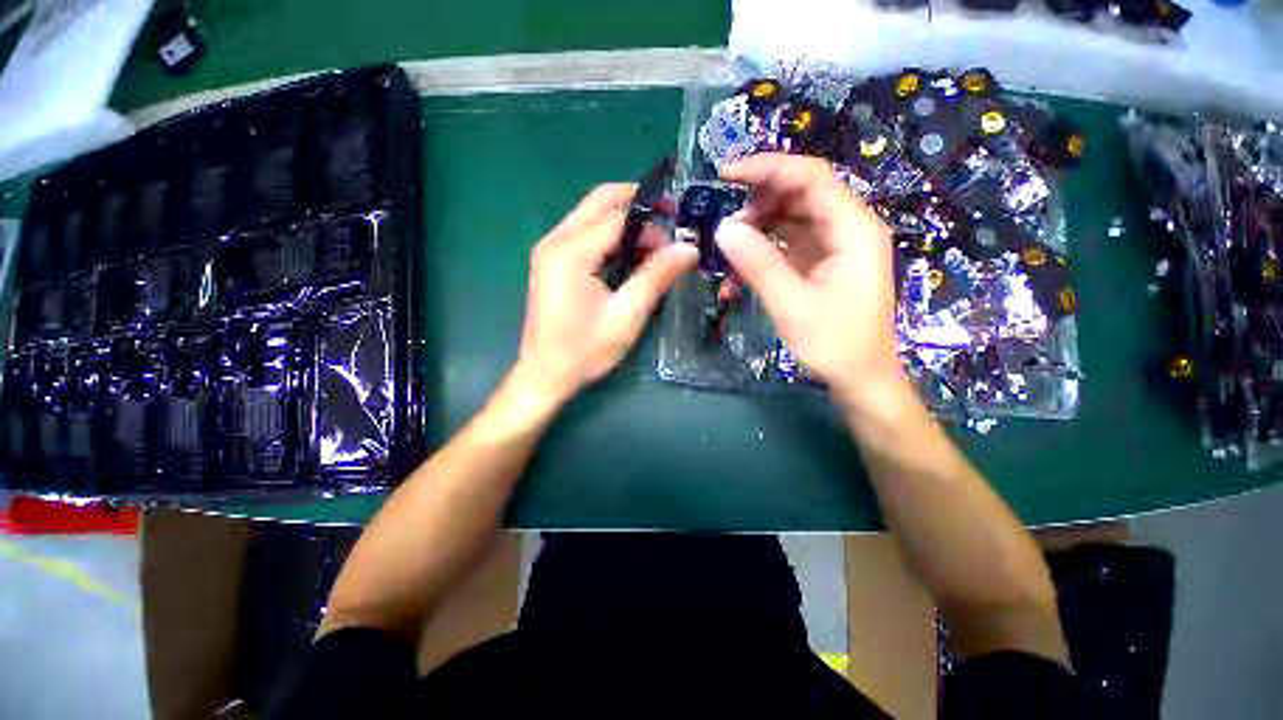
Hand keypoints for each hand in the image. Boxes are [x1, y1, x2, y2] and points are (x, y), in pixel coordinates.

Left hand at [515, 183, 698, 407]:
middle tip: (670, 220)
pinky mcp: (551, 261)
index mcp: (571, 252)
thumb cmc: (585, 351)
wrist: (544, 375)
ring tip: (654, 243)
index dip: (652, 221)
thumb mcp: (627, 316)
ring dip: (624, 219)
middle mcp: (555, 240)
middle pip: (600, 201)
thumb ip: (656, 277)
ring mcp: (549, 249)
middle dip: (638, 203)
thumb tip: (689, 248)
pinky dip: (610, 234)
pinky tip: (629, 254)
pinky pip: (584, 231)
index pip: (618, 215)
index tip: (679, 235)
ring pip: (591, 213)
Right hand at [715, 154, 904, 402]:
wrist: (859, 378)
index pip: (810, 177)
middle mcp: (846, 228)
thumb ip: (758, 264)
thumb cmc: (834, 344)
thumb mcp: (792, 305)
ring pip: (790, 218)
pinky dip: (761, 251)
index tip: (725, 175)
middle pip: (799, 193)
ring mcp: (833, 246)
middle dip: (757, 202)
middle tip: (721, 222)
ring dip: (756, 228)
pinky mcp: (820, 263)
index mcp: (853, 229)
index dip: (768, 168)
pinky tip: (738, 271)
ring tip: (726, 249)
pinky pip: (787, 243)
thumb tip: (722, 228)